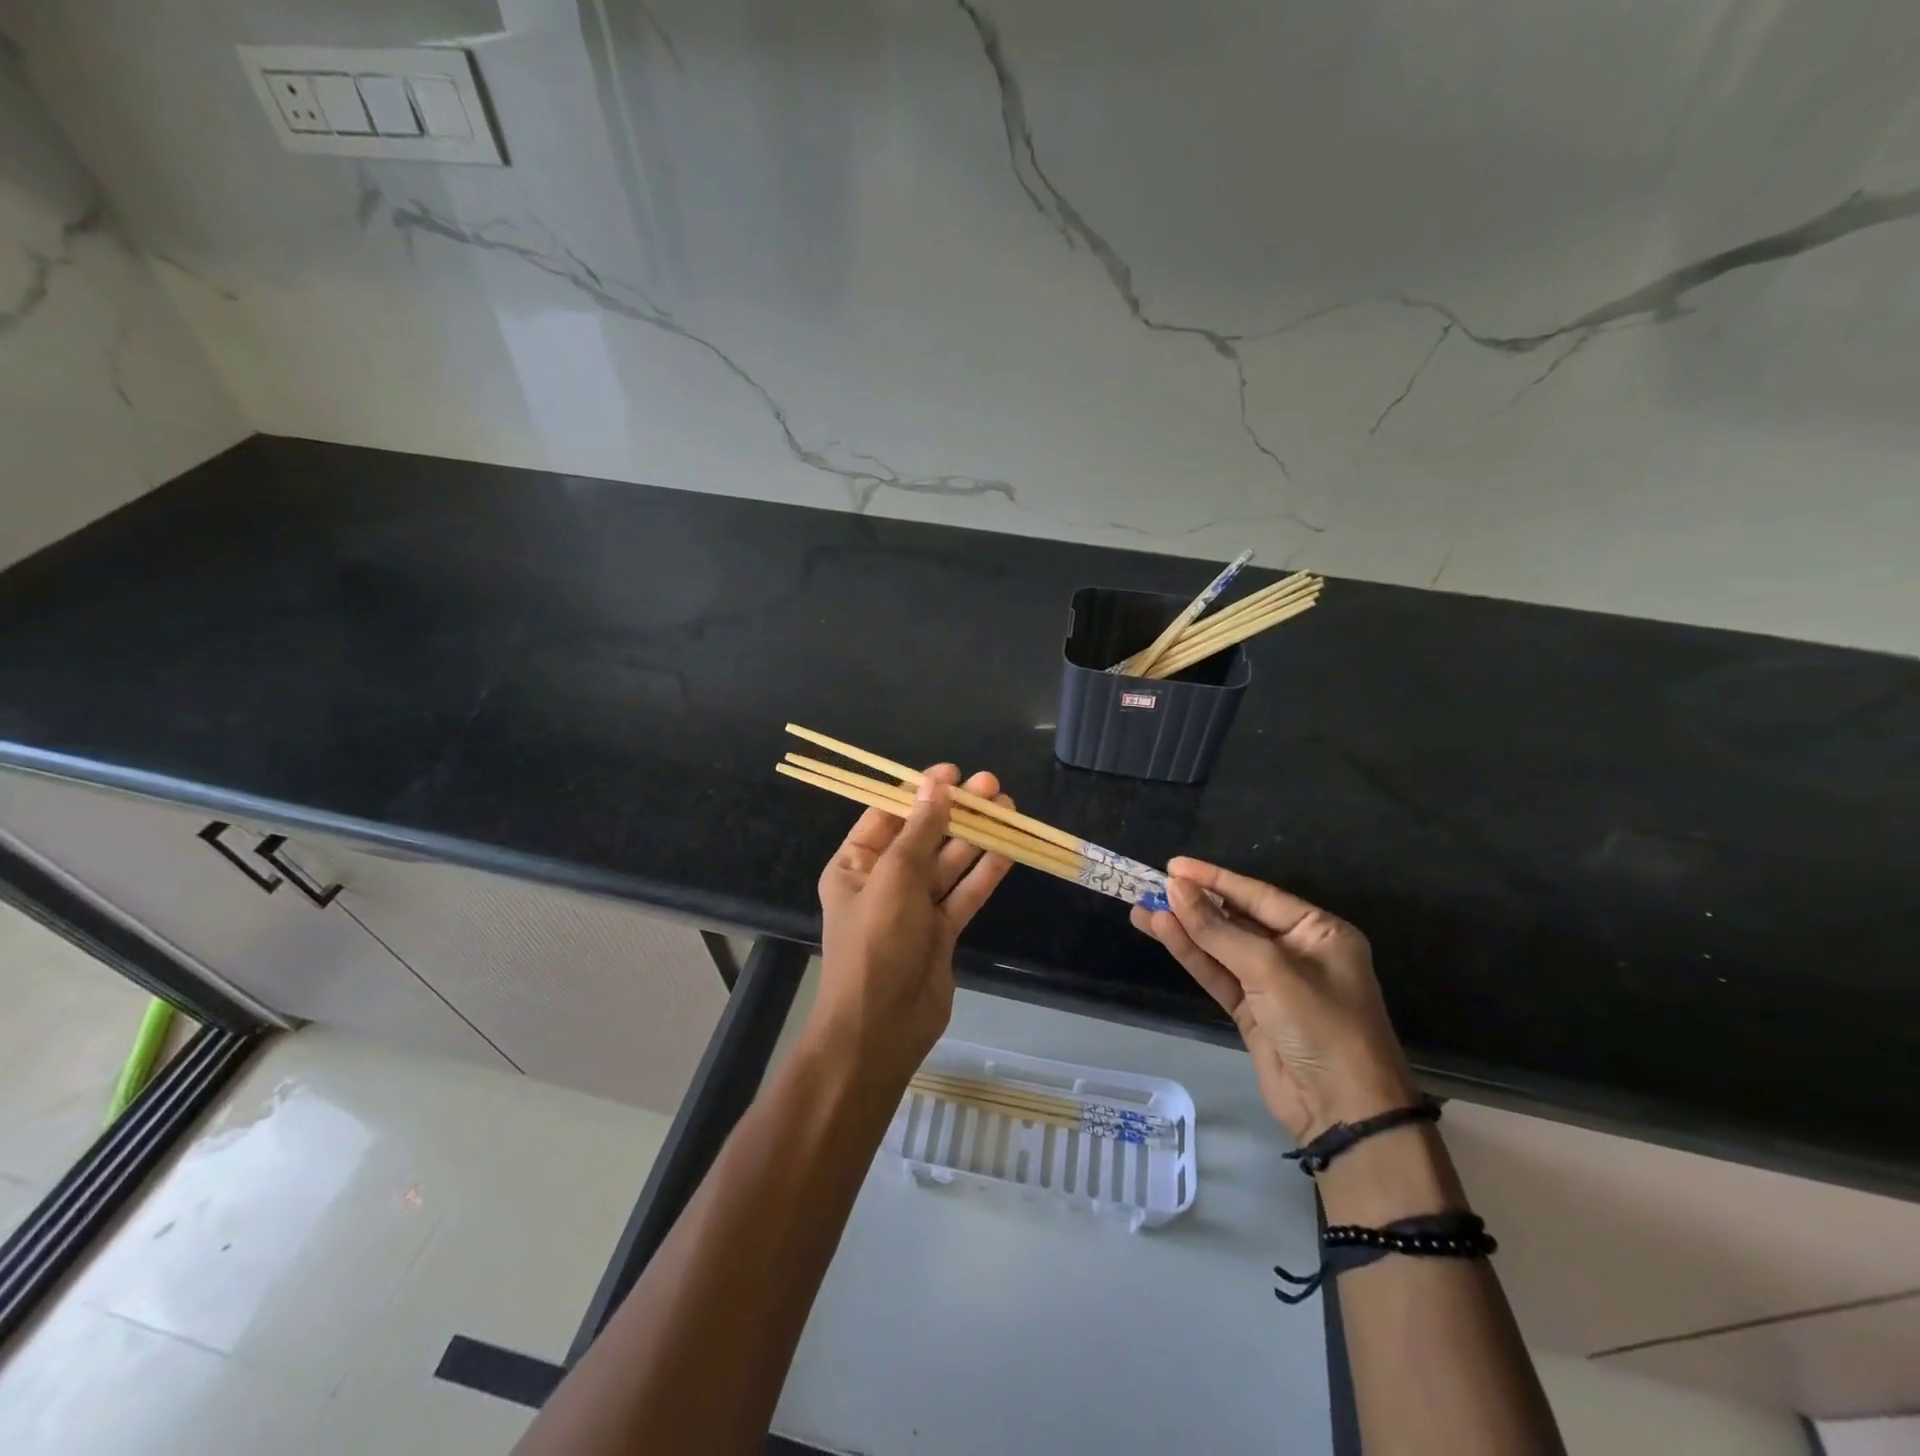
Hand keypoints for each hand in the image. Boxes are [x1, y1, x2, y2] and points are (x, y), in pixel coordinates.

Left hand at [813, 765, 1012, 1088]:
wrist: (881, 1028)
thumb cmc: (876, 943)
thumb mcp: (894, 878)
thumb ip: (920, 831)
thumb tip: (936, 785)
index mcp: (855, 865)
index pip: (888, 816)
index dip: (920, 791)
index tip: (953, 773)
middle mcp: (883, 882)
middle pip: (924, 837)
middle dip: (957, 811)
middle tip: (992, 786)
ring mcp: (914, 909)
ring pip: (949, 864)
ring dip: (977, 837)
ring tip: (1008, 807)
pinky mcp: (941, 932)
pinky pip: (964, 894)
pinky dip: (985, 873)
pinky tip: (1010, 848)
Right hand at [1130, 857, 1415, 1143]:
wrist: (1344, 1113)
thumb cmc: (1321, 1025)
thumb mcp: (1270, 969)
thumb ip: (1217, 928)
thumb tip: (1174, 887)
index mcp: (1319, 932)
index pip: (1257, 894)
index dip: (1213, 878)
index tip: (1174, 866)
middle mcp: (1296, 952)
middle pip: (1236, 919)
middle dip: (1195, 904)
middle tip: (1151, 886)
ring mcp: (1272, 984)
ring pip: (1220, 947)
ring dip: (1184, 929)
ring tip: (1141, 909)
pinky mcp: (1252, 1012)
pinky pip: (1217, 974)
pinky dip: (1191, 955)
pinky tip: (1162, 933)